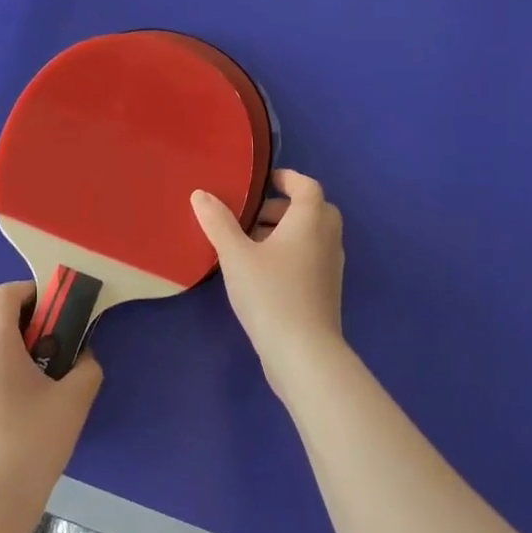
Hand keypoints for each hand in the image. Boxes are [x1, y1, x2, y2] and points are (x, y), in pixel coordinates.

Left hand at [0, 282, 102, 532]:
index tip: (54, 309)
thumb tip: (85, 355)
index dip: (30, 291)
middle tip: (32, 321)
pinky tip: (6, 374)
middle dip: (2, 297)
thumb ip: (86, 369)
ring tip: (19, 346)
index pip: (4, 293)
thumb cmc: (31, 447)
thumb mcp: (73, 404)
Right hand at [191, 169, 346, 387]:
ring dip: (286, 232)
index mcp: (310, 221)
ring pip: (312, 236)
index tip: (264, 182)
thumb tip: (200, 194)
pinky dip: (291, 253)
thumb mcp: (236, 255)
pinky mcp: (326, 291)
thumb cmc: (270, 294)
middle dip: (284, 207)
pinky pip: (311, 257)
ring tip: (250, 245)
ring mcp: (331, 267)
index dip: (287, 179)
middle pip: (313, 209)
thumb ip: (218, 223)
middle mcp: (327, 238)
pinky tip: (262, 273)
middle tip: (252, 216)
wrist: (304, 353)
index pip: (307, 186)